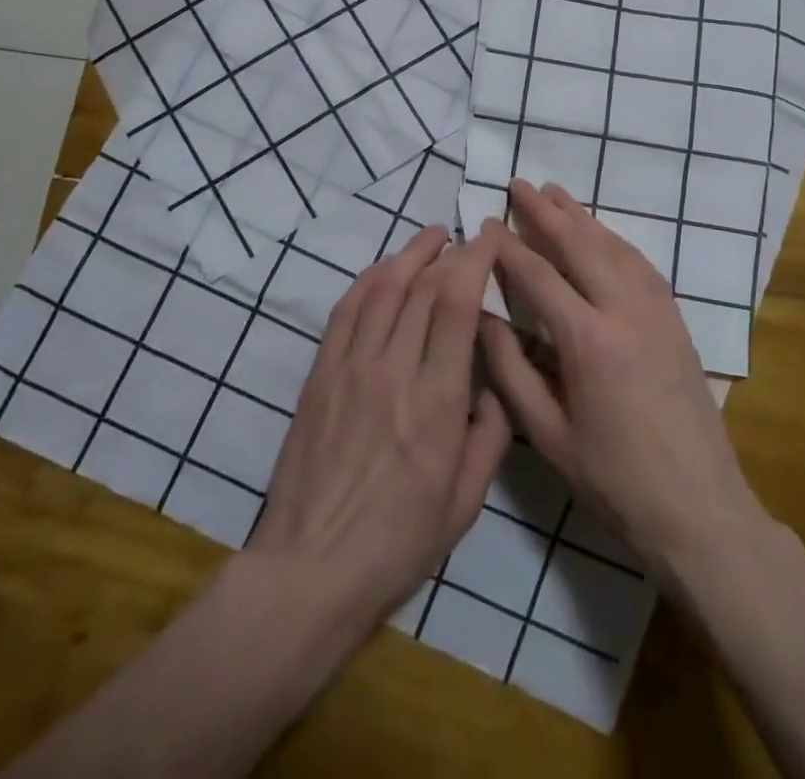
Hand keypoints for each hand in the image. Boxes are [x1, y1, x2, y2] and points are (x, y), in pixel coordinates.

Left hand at [247, 226, 511, 632]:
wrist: (310, 569)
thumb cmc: (398, 544)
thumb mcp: (466, 503)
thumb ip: (491, 436)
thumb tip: (494, 386)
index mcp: (436, 402)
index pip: (457, 305)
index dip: (476, 259)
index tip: (492, 234)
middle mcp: (392, 371)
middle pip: (422, 287)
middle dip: (450, 251)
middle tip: (467, 237)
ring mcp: (350, 368)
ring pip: (382, 288)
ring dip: (410, 254)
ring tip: (432, 238)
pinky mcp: (320, 374)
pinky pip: (346, 310)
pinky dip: (369, 279)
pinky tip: (385, 270)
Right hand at [477, 181, 764, 582]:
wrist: (699, 508)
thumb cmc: (614, 479)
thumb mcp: (547, 435)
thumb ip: (510, 370)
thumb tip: (483, 317)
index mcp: (588, 340)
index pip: (539, 276)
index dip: (509, 247)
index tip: (486, 224)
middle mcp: (625, 311)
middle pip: (580, 245)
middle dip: (545, 212)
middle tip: (518, 184)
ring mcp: (657, 311)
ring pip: (614, 246)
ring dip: (582, 216)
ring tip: (555, 193)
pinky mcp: (676, 320)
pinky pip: (642, 264)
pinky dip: (615, 239)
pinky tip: (602, 233)